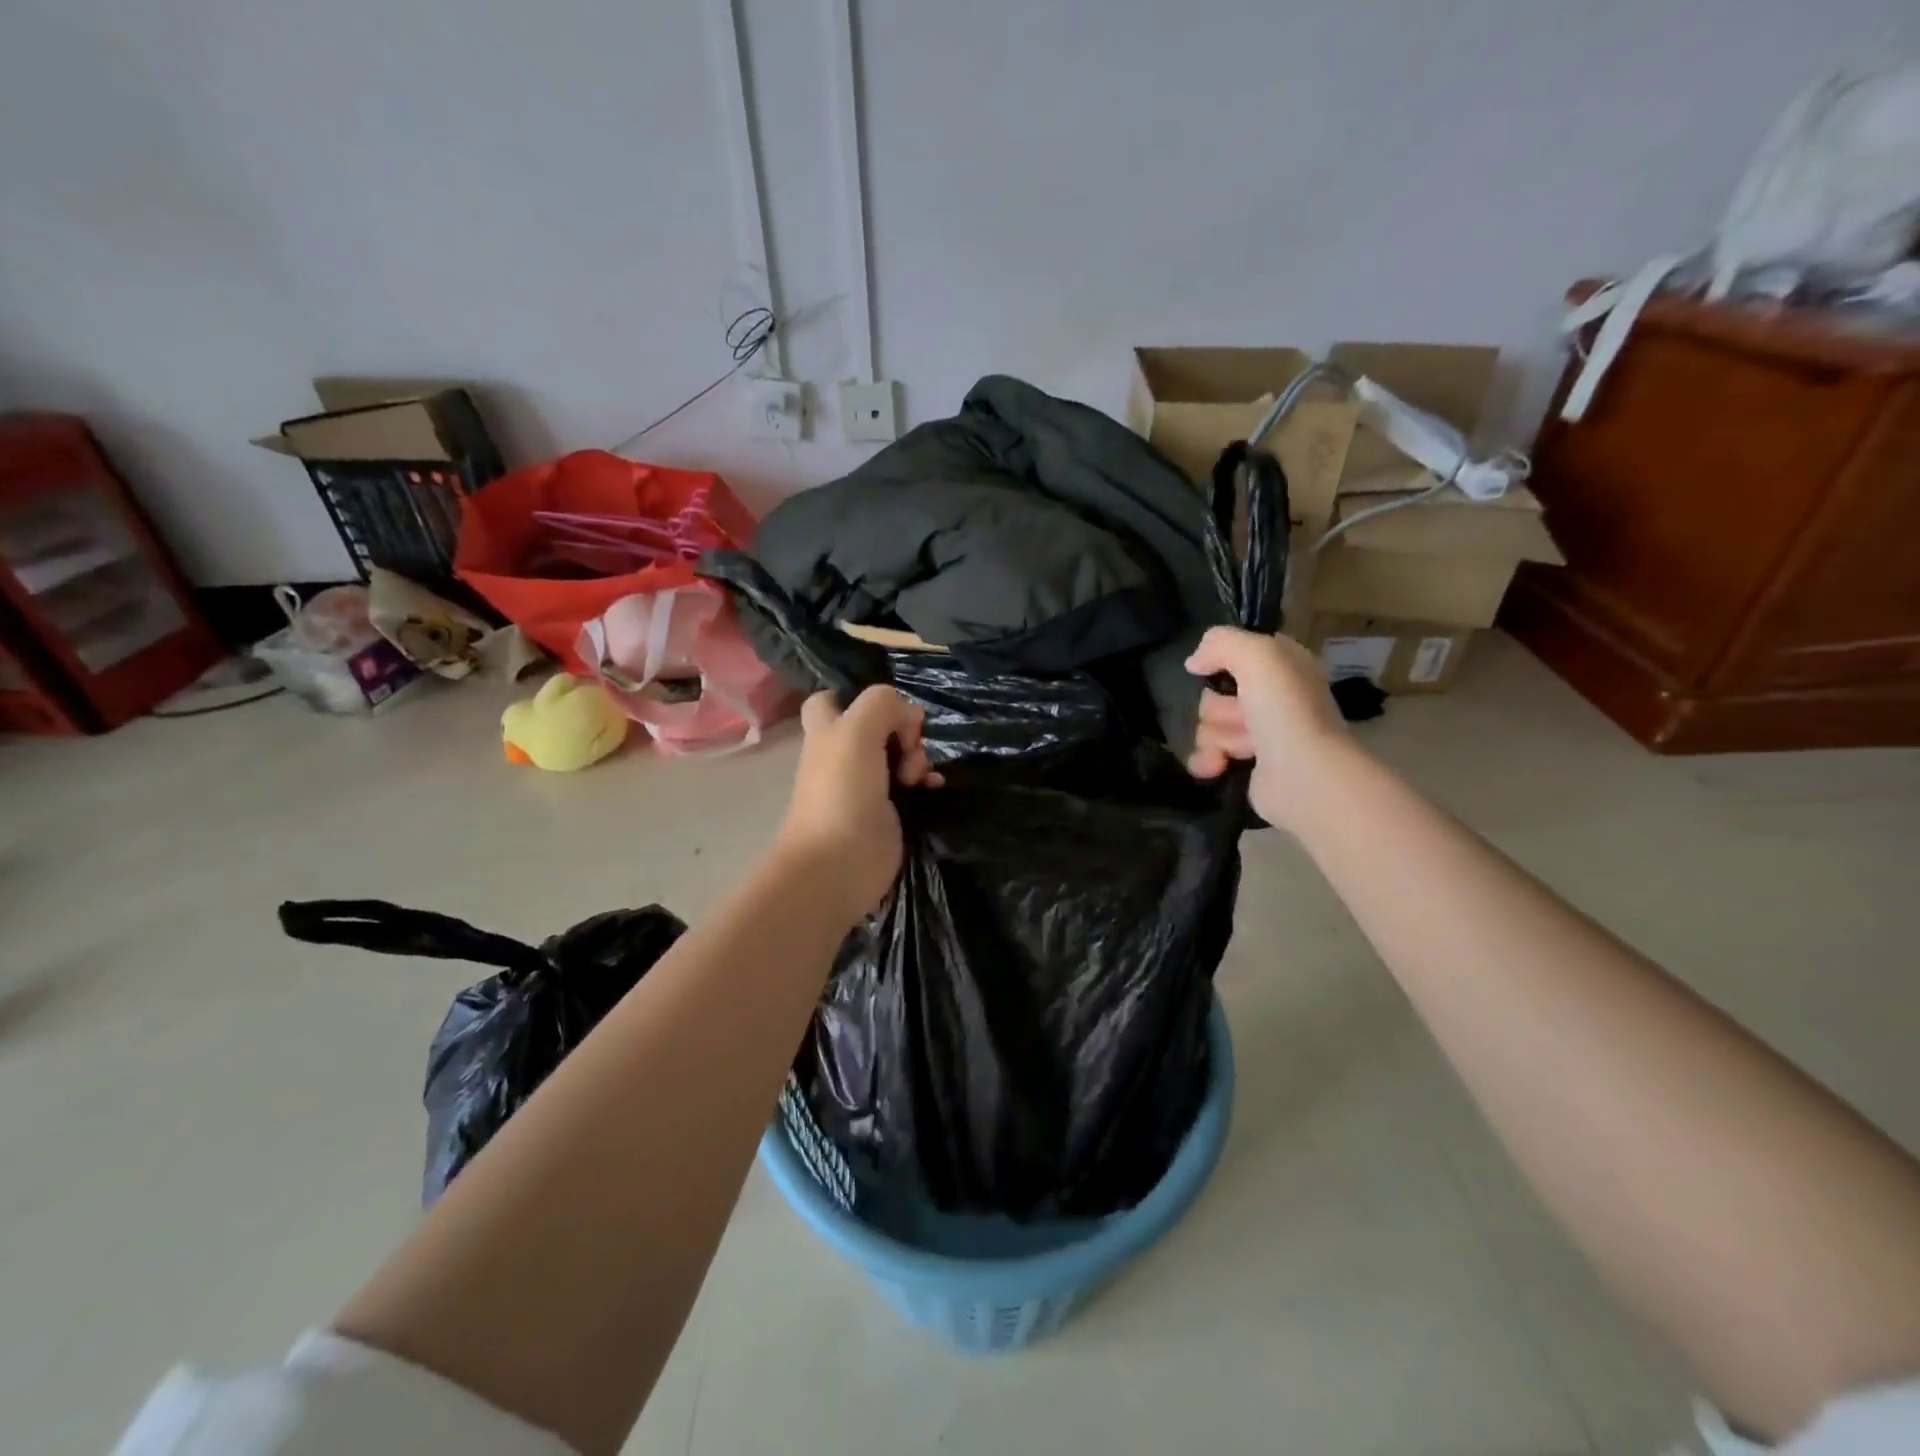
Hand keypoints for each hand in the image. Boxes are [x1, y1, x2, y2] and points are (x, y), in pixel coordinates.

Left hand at [774, 687, 942, 922]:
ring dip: (918, 756)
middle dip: (903, 728)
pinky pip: (913, 785)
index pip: (832, 699)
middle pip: (878, 725)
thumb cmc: (842, 792)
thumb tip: (908, 715)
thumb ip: (882, 705)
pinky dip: (927, 781)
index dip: (858, 697)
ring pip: (899, 754)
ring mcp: (866, 784)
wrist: (839, 864)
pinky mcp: (887, 811)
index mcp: (827, 732)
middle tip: (909, 745)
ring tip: (917, 774)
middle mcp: (844, 754)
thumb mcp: (856, 731)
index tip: (885, 708)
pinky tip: (934, 787)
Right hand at [1184, 627, 1354, 832]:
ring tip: (1242, 749)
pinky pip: (1208, 754)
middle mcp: (1273, 698)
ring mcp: (1261, 734)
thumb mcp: (1258, 655)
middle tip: (1244, 717)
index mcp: (1283, 667)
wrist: (1304, 776)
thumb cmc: (1286, 710)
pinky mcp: (1248, 766)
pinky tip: (1216, 766)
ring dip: (1217, 737)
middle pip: (1215, 693)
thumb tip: (1193, 663)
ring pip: (1209, 725)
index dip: (1223, 660)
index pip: (1239, 652)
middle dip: (1219, 708)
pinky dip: (1207, 760)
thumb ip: (1221, 643)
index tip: (1215, 671)